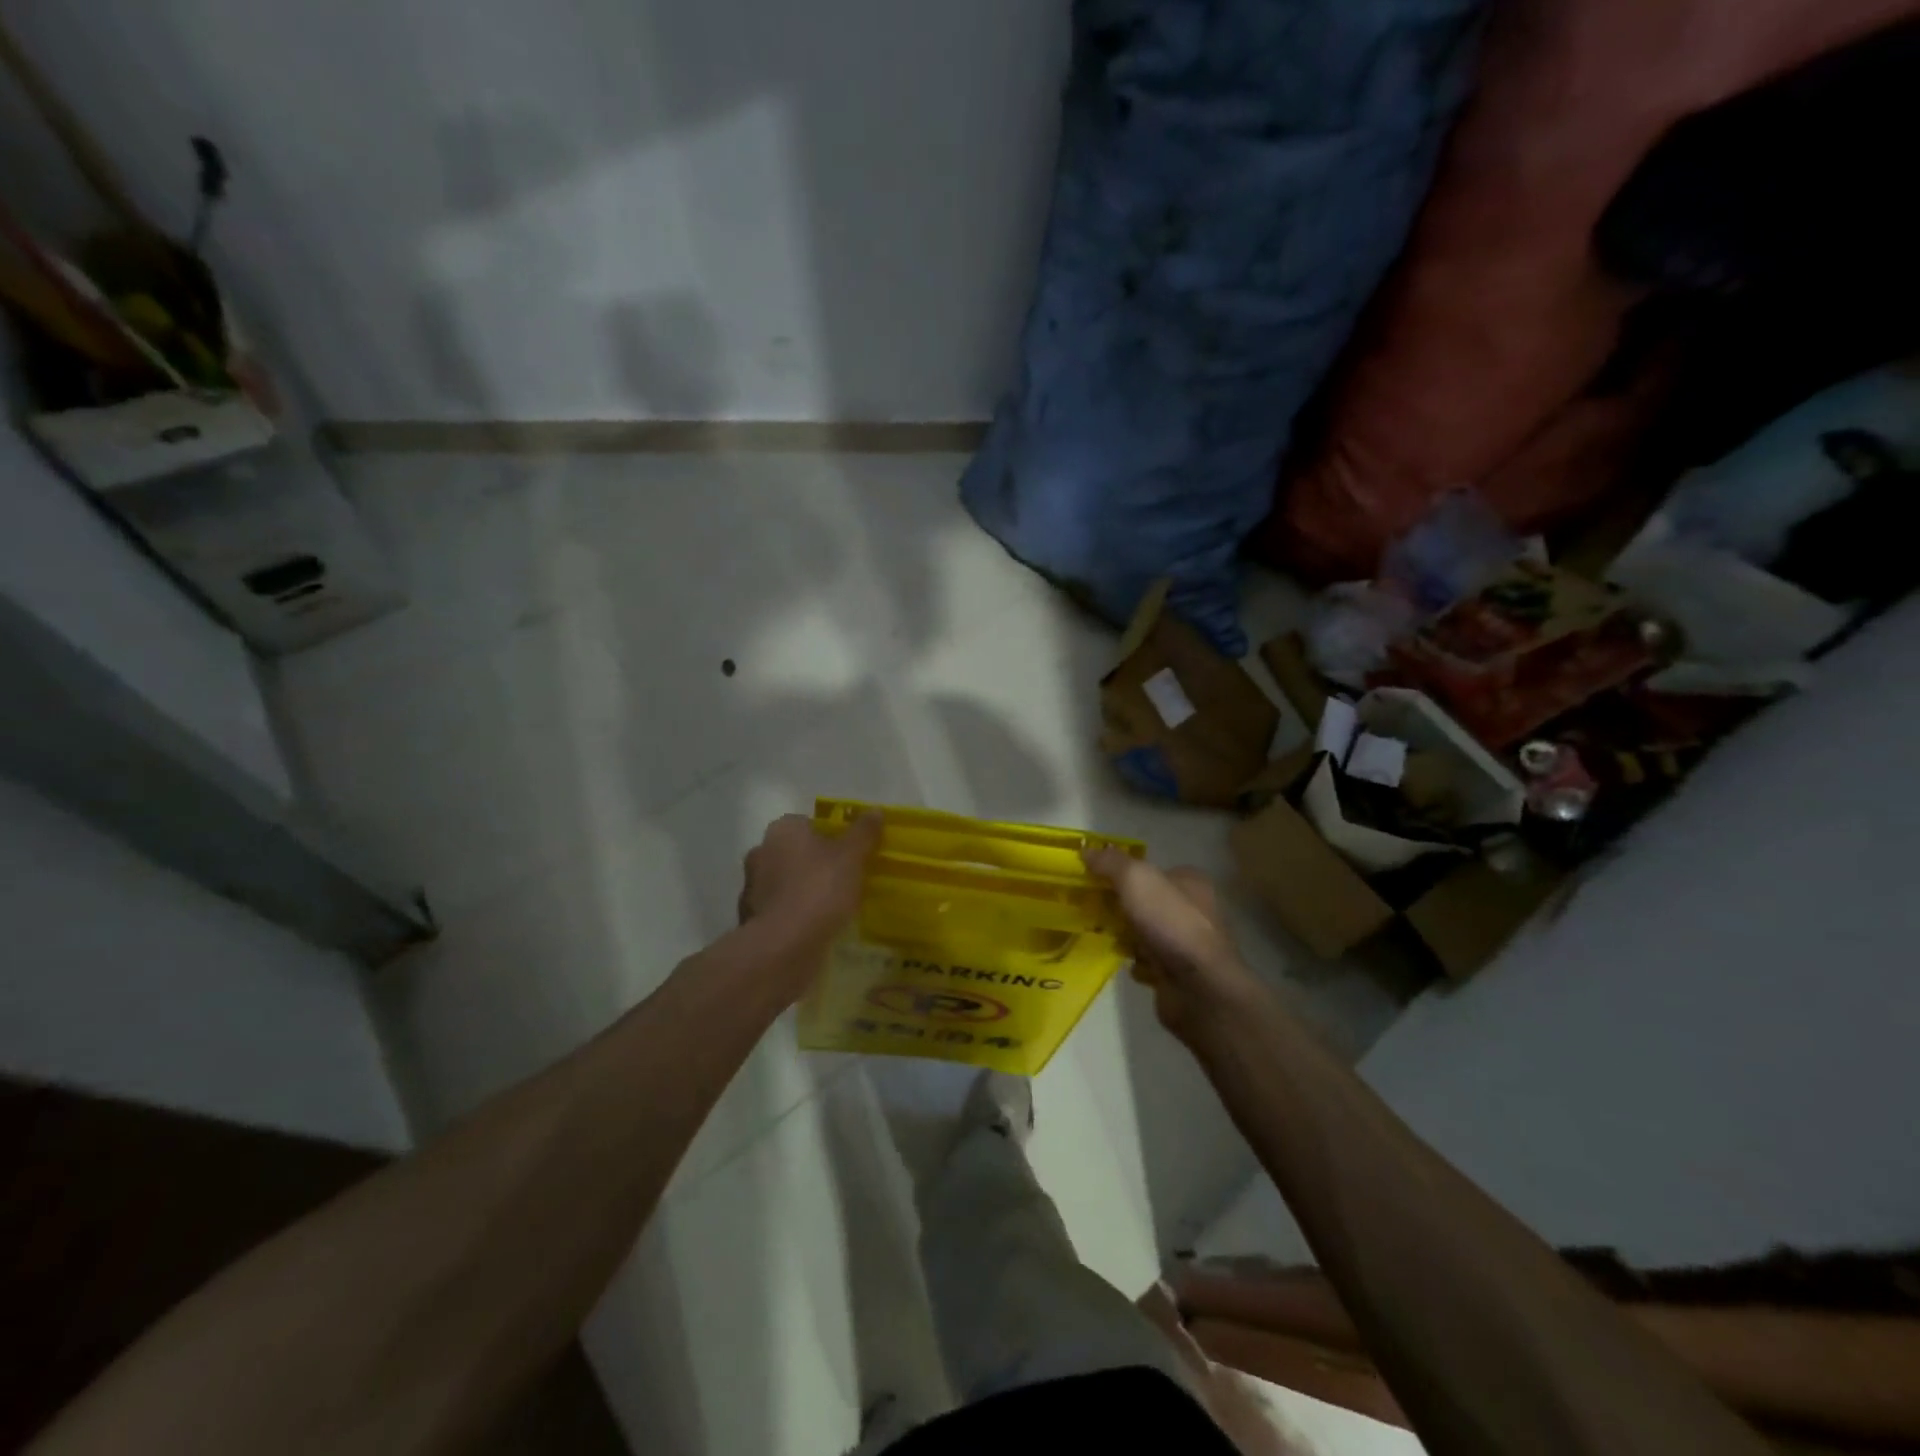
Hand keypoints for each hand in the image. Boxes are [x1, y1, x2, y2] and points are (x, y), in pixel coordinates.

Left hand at [738, 812, 881, 949]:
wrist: (784, 946)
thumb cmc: (820, 889)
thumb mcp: (852, 856)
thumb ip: (864, 832)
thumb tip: (875, 810)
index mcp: (782, 830)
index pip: (807, 823)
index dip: (830, 836)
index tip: (849, 854)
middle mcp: (761, 852)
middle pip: (794, 852)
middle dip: (814, 863)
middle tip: (843, 879)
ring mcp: (751, 887)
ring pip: (784, 882)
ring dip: (801, 891)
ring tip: (831, 907)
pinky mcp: (751, 919)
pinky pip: (779, 910)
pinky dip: (793, 915)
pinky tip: (813, 928)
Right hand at [1083, 850, 1265, 1042]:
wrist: (1200, 989)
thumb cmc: (1171, 923)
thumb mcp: (1136, 880)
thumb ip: (1111, 863)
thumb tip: (1087, 850)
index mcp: (1191, 882)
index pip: (1154, 870)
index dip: (1125, 873)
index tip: (1097, 881)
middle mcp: (1195, 909)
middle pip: (1148, 901)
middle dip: (1121, 906)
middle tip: (1092, 908)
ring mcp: (1189, 943)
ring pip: (1147, 931)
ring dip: (1125, 935)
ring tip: (1099, 934)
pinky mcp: (1181, 973)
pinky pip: (1150, 961)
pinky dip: (1134, 961)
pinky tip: (1120, 961)